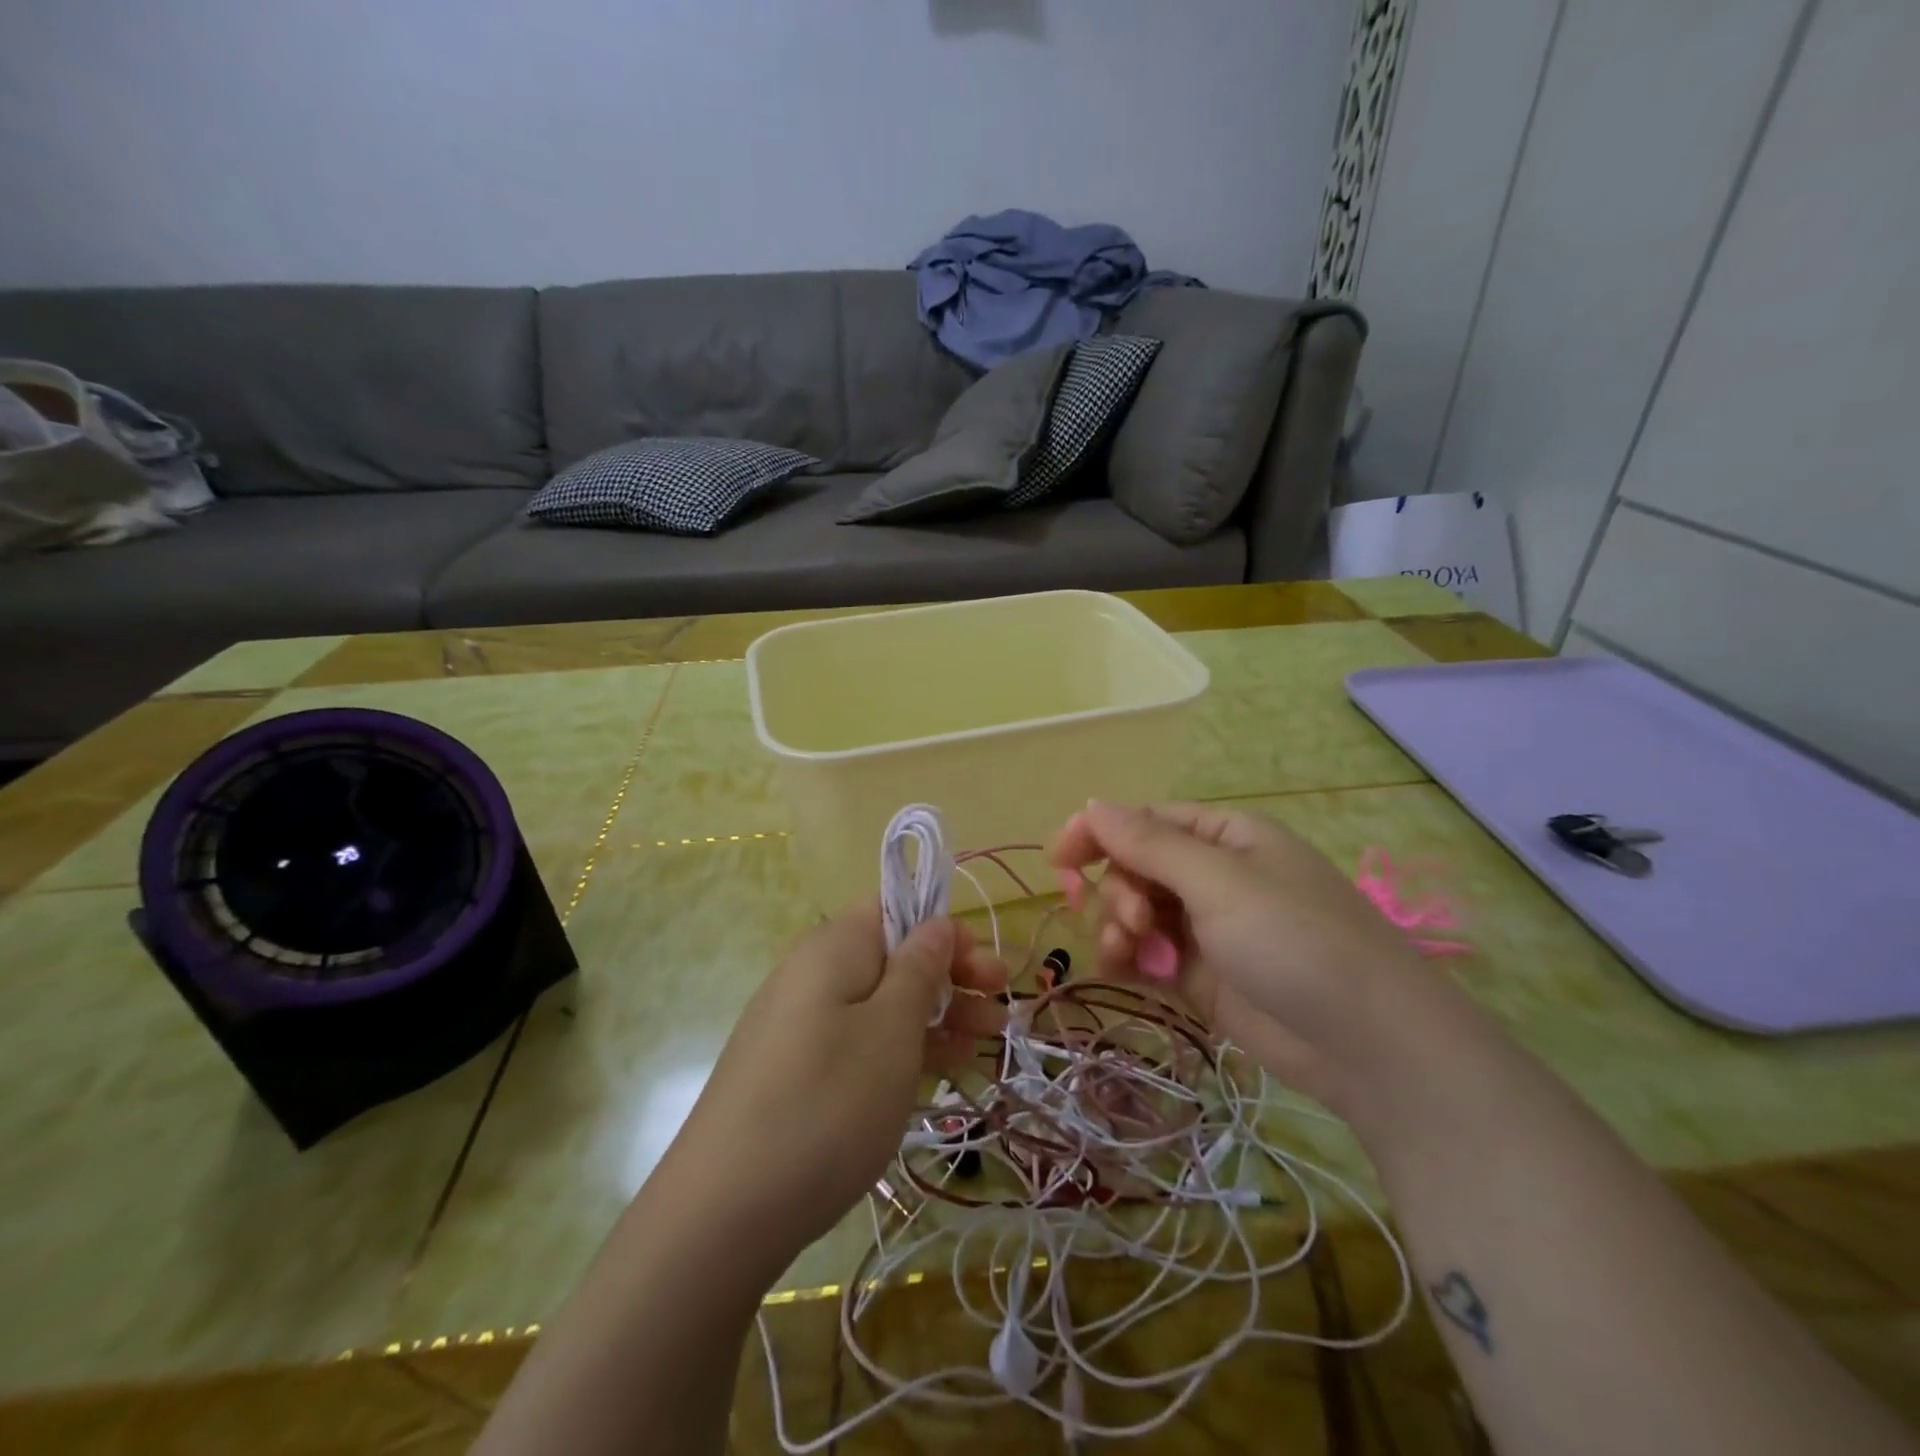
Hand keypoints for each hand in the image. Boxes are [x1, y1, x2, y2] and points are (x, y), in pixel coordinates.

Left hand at [666, 902, 1006, 1264]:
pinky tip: (938, 1074)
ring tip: (982, 1048)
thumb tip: (935, 923)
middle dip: (951, 980)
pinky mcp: (794, 1070)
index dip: (946, 933)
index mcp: (834, 946)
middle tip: (1000, 1014)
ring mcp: (799, 1025)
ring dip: (935, 1018)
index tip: (986, 973)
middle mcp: (812, 974)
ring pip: (880, 1004)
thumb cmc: (828, 1103)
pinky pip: (858, 1041)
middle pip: (892, 958)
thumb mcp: (891, 1030)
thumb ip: (919, 968)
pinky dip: (901, 1049)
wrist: (722, 1213)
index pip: (896, 910)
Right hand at [1049, 801, 1433, 1116]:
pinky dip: (1129, 959)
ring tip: (1130, 951)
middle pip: (1136, 866)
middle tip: (1133, 921)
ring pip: (1137, 912)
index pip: (1145, 820)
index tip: (1057, 858)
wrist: (1367, 1045)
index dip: (1098, 833)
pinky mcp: (1202, 975)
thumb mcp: (1219, 881)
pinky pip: (1148, 955)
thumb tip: (1091, 803)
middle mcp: (1214, 875)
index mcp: (1225, 836)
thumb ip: (1149, 843)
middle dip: (1120, 890)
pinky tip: (1124, 970)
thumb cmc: (1295, 939)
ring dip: (1119, 926)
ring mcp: (1208, 927)